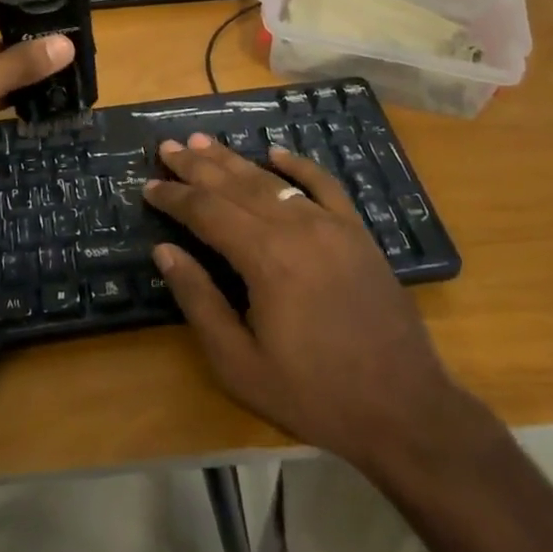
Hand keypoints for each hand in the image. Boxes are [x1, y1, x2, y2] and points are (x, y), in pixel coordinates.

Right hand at [145, 136, 470, 475]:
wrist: (405, 409)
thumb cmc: (315, 394)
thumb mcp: (240, 364)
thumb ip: (200, 302)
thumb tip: (164, 252)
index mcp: (265, 258)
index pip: (207, 212)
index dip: (174, 197)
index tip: (148, 186)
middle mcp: (296, 228)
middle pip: (235, 185)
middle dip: (197, 166)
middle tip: (167, 147)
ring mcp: (331, 225)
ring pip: (272, 180)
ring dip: (234, 160)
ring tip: (203, 142)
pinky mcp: (357, 233)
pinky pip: (323, 185)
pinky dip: (297, 165)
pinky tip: (275, 151)